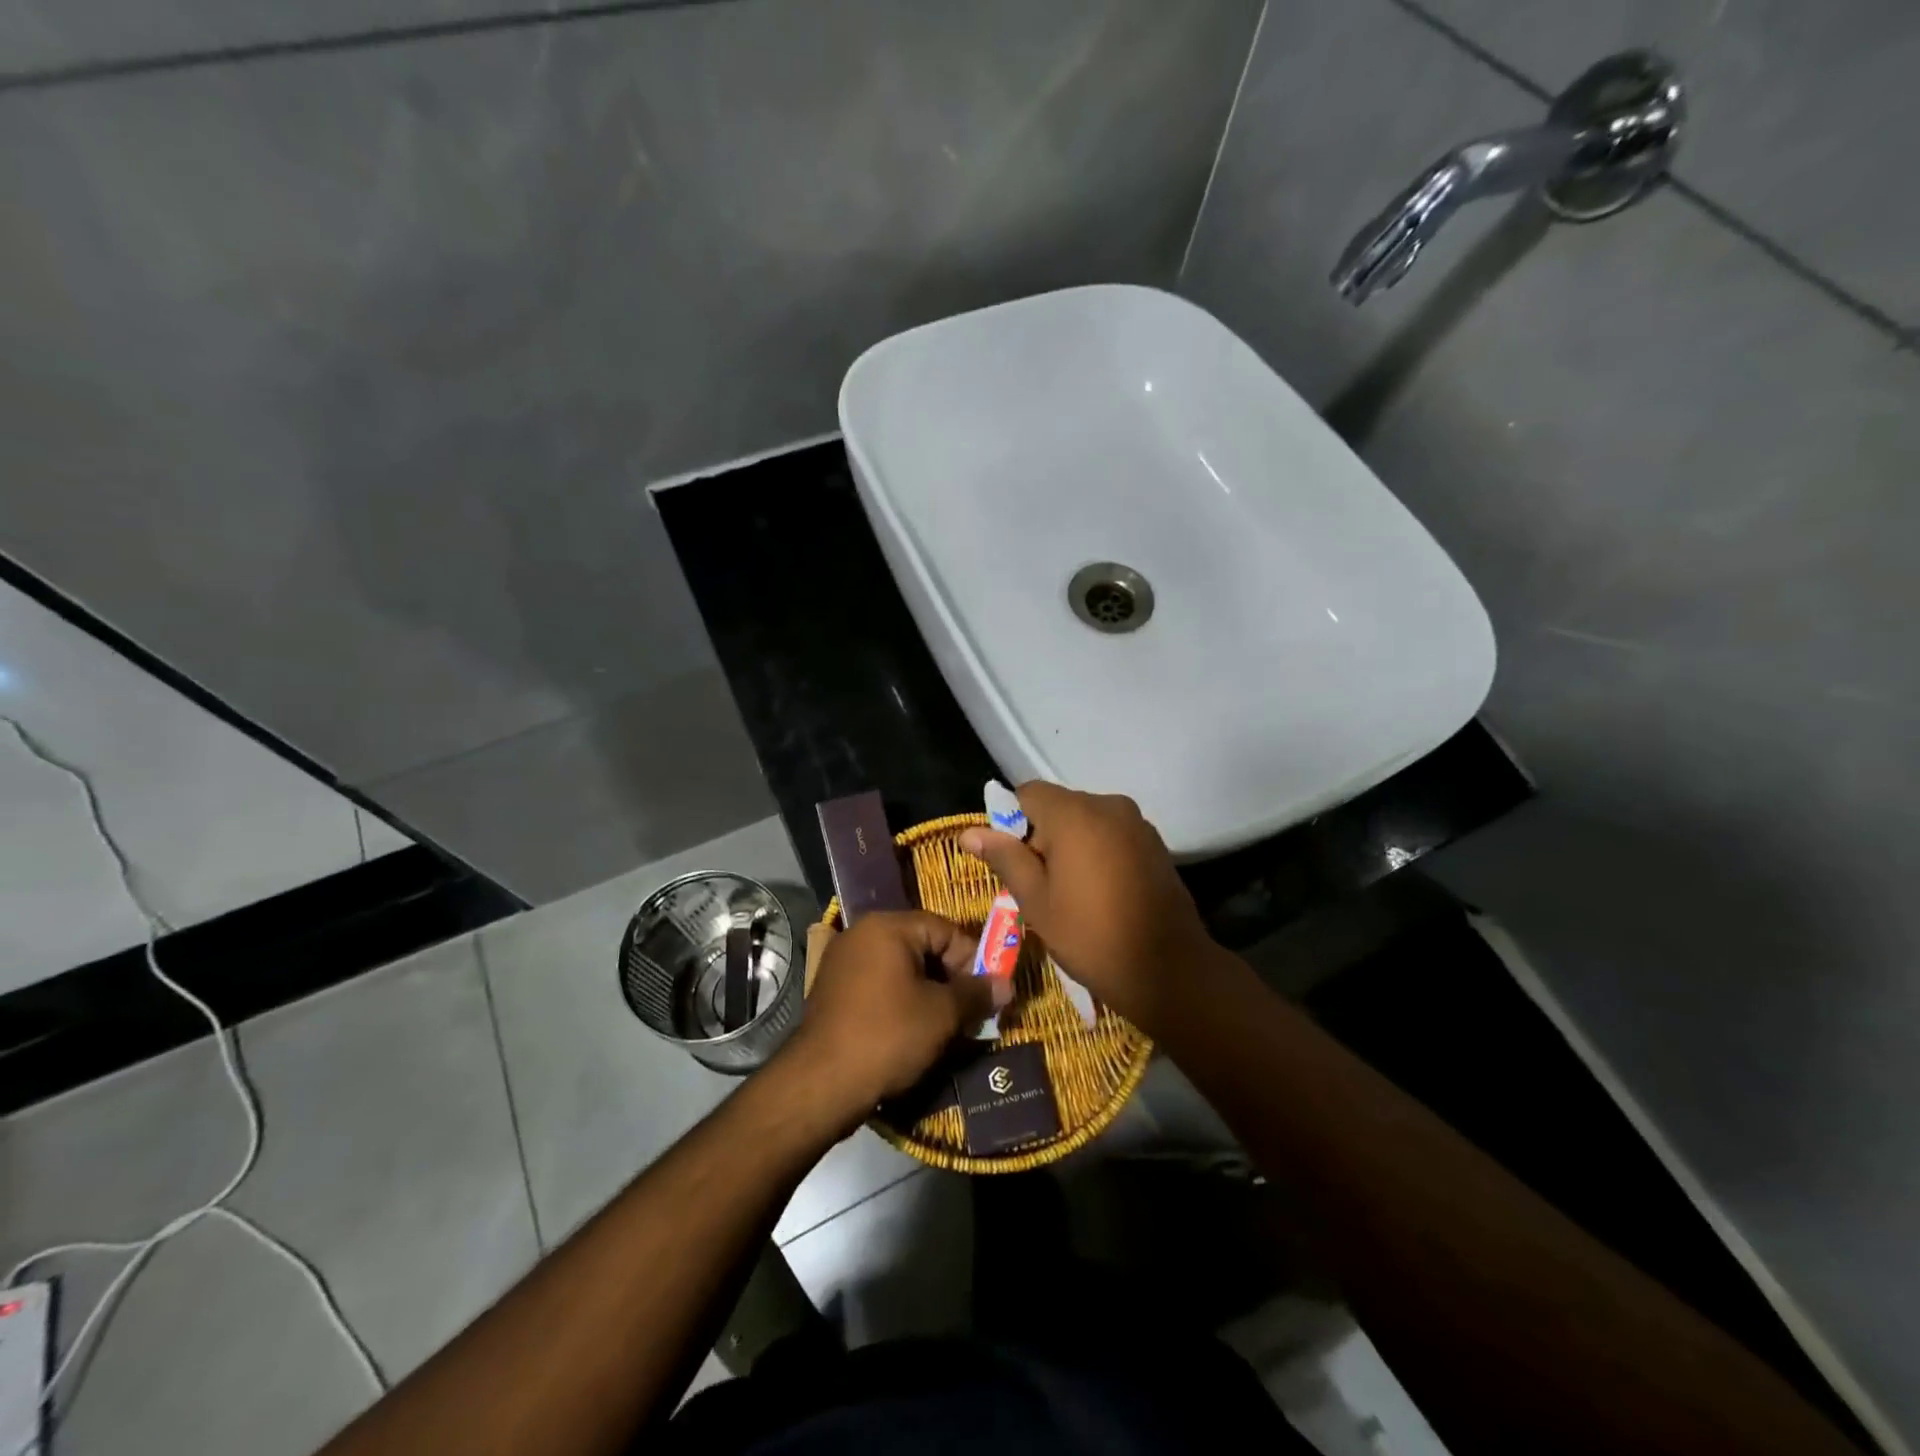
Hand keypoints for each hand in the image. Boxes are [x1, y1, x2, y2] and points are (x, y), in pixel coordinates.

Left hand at [782, 911, 999, 1127]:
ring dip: (928, 993)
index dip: (972, 960)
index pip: (945, 929)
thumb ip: (976, 993)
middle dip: (951, 978)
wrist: (820, 1084)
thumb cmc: (888, 1036)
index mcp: (887, 927)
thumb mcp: (942, 1014)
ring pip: (901, 969)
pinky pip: (879, 986)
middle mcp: (862, 934)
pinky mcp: (833, 991)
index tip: (988, 993)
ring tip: (946, 1026)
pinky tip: (913, 1032)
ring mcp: (843, 962)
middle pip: (922, 947)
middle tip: (970, 1012)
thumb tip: (1006, 984)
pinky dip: (901, 1002)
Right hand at [959, 782, 1214, 1034]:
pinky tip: (1102, 892)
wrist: (1168, 969)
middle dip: (1043, 837)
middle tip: (1040, 886)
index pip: (1028, 793)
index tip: (1014, 863)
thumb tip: (969, 832)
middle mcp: (1108, 805)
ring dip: (1072, 846)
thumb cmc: (1090, 934)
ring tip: (1072, 893)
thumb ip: (1004, 857)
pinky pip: (1112, 835)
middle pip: (1059, 807)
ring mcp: (1137, 823)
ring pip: (1087, 822)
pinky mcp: (1155, 843)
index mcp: (1074, 813)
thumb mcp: (1036, 900)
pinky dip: (1099, 853)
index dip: (1011, 823)